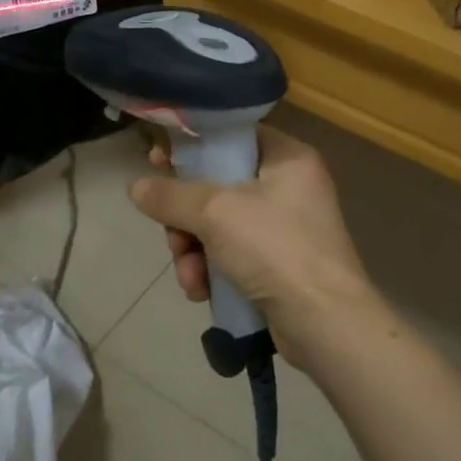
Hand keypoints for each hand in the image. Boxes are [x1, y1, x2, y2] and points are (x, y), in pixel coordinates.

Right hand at [127, 127, 383, 362]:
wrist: (325, 323)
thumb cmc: (275, 248)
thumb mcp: (216, 213)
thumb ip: (172, 196)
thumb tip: (135, 186)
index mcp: (287, 158)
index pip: (233, 137)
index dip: (193, 147)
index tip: (158, 161)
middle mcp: (289, 187)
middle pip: (218, 186)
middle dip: (187, 218)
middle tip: (173, 236)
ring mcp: (285, 229)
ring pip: (219, 226)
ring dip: (194, 251)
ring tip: (190, 276)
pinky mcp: (279, 265)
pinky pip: (232, 256)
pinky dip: (213, 271)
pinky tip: (202, 292)